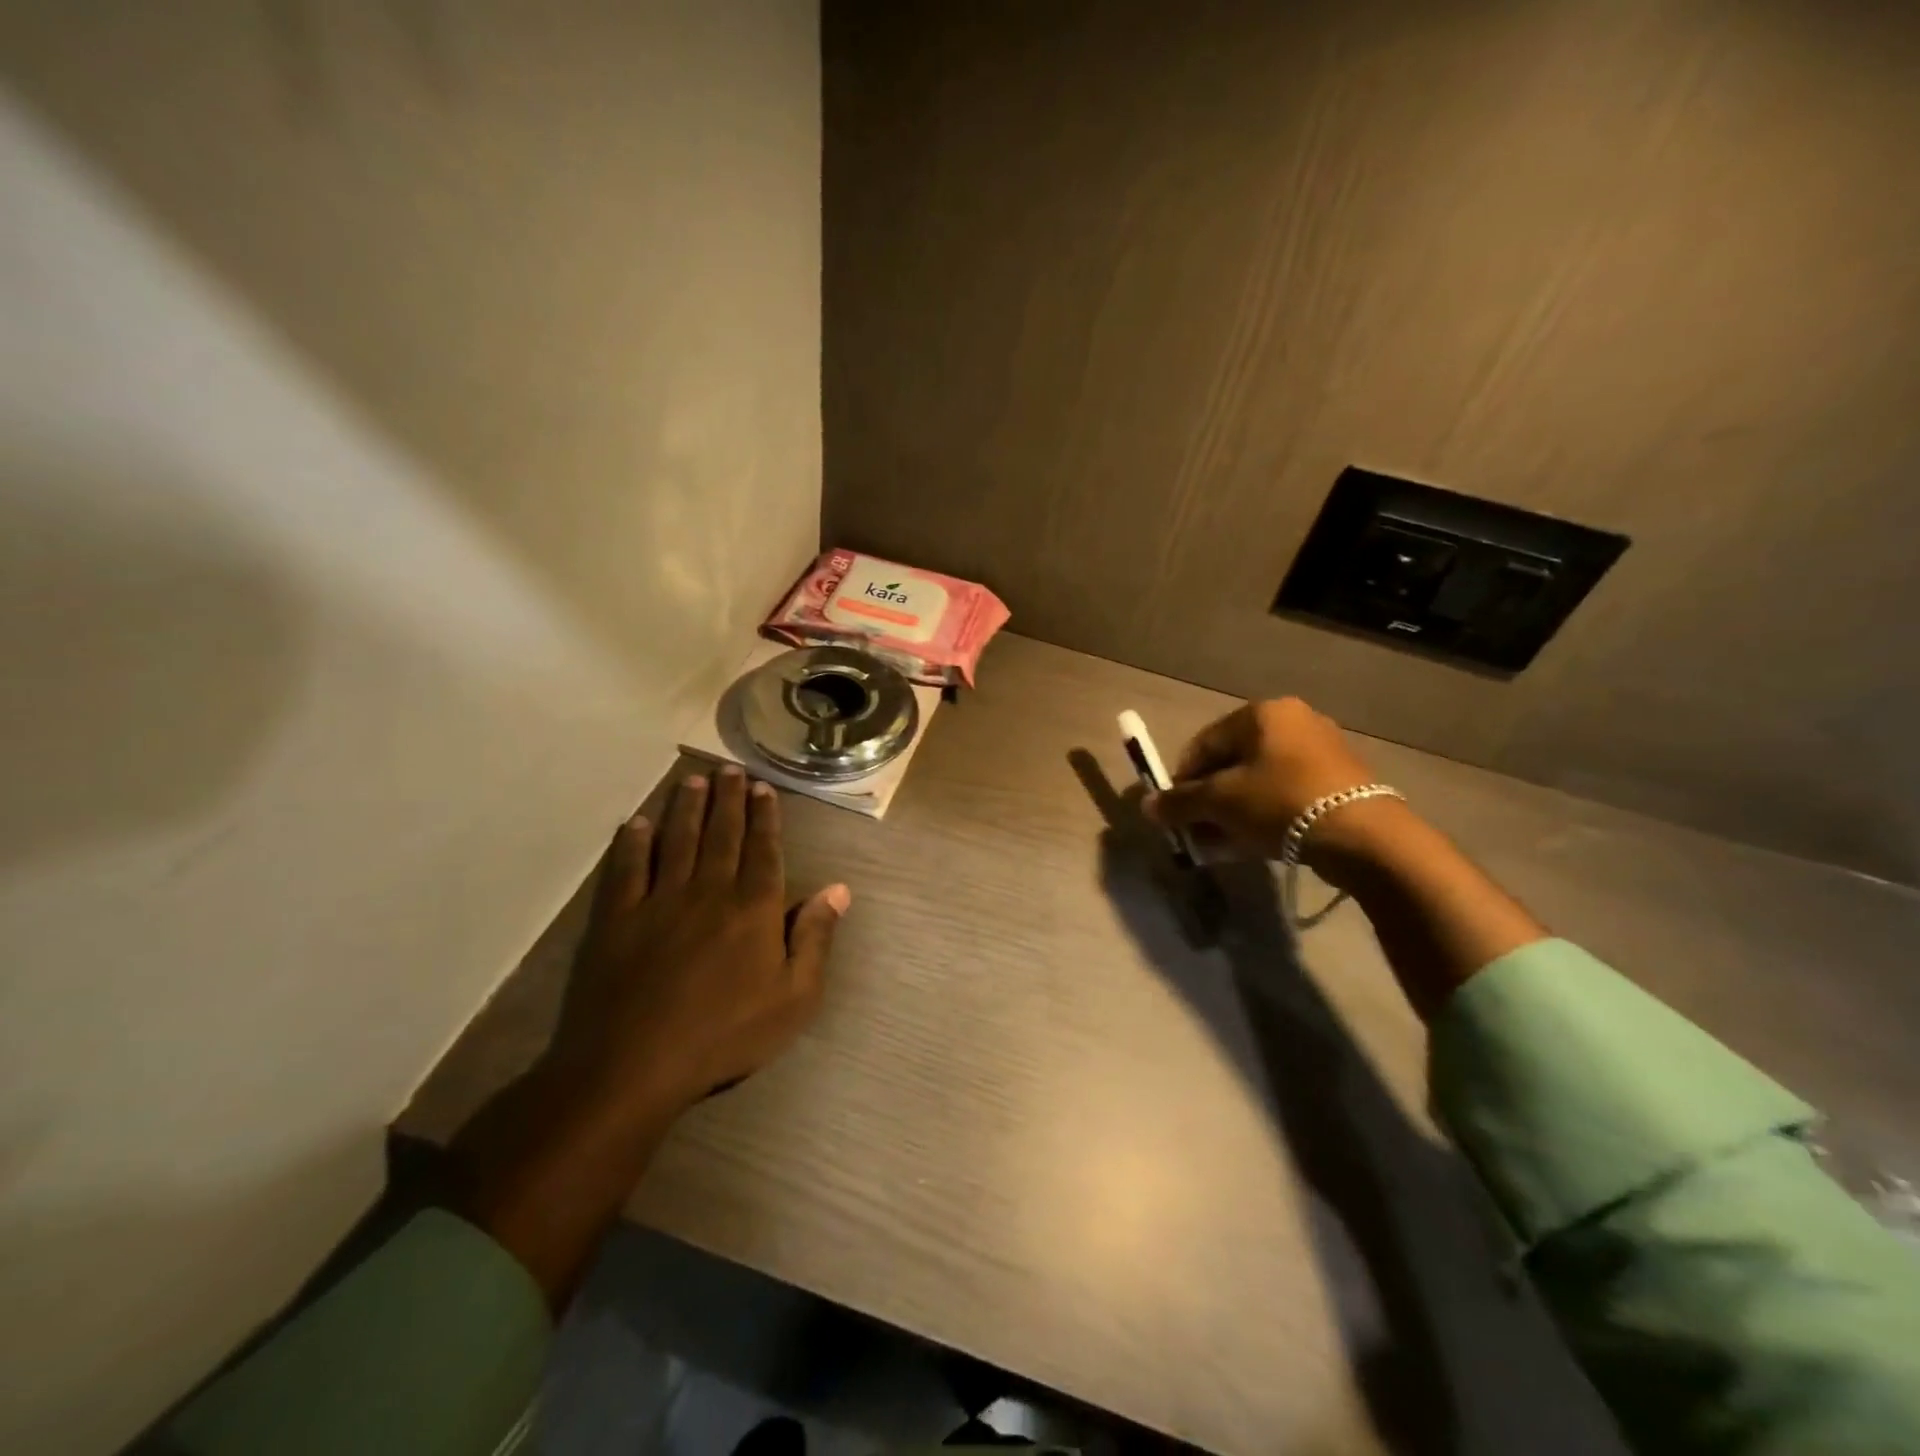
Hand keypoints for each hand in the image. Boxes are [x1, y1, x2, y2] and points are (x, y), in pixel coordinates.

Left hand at [451, 767, 847, 1308]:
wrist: (634, 1066)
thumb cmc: (725, 1034)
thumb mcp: (794, 998)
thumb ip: (816, 939)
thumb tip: (838, 889)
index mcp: (753, 909)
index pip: (763, 850)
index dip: (765, 817)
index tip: (763, 788)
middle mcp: (709, 891)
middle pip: (721, 834)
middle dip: (728, 799)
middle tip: (729, 768)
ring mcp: (659, 901)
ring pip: (677, 841)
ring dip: (686, 807)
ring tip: (693, 780)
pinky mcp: (617, 919)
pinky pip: (626, 869)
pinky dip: (632, 843)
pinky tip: (637, 824)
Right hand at [1144, 698, 1390, 865]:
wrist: (1362, 835)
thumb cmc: (1280, 803)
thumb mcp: (1220, 803)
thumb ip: (1180, 803)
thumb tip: (1147, 807)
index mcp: (1262, 713)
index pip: (1204, 744)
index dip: (1182, 779)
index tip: (1174, 812)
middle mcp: (1293, 721)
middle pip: (1232, 762)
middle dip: (1209, 799)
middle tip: (1197, 830)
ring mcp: (1321, 749)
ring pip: (1259, 781)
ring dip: (1234, 810)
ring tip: (1222, 842)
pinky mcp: (1340, 779)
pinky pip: (1286, 793)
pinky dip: (1264, 814)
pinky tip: (1254, 842)